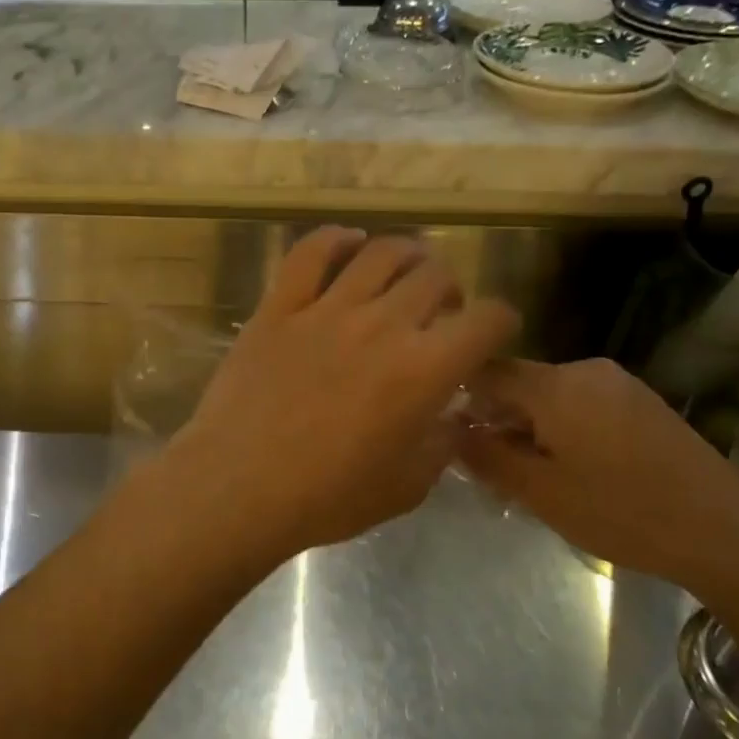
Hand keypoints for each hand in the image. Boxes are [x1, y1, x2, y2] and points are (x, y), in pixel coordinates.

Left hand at [161, 228, 518, 564]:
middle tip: (439, 314)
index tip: (491, 336)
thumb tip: (450, 414)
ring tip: (404, 275)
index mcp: (425, 369)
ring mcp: (326, 310)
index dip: (500, 323)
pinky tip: (347, 244)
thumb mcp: (406, 487)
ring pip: (380, 253)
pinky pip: (310, 253)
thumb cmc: (326, 498)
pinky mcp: (279, 307)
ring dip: (406, 257)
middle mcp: (383, 324)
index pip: (488, 320)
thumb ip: (440, 443)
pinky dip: (335, 240)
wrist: (238, 488)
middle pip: (435, 276)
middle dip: (451, 291)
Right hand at [457, 357, 738, 597]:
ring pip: (550, 397)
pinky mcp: (642, 403)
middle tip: (484, 467)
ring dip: (527, 428)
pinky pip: (581, 405)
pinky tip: (569, 470)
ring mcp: (620, 384)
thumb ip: (486, 456)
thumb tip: (449, 429)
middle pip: (519, 383)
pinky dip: (560, 429)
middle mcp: (587, 371)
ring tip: (527, 475)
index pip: (487, 370)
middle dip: (494, 419)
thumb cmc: (621, 513)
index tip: (442, 429)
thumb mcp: (540, 492)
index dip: (457, 395)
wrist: (725, 533)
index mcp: (557, 385)